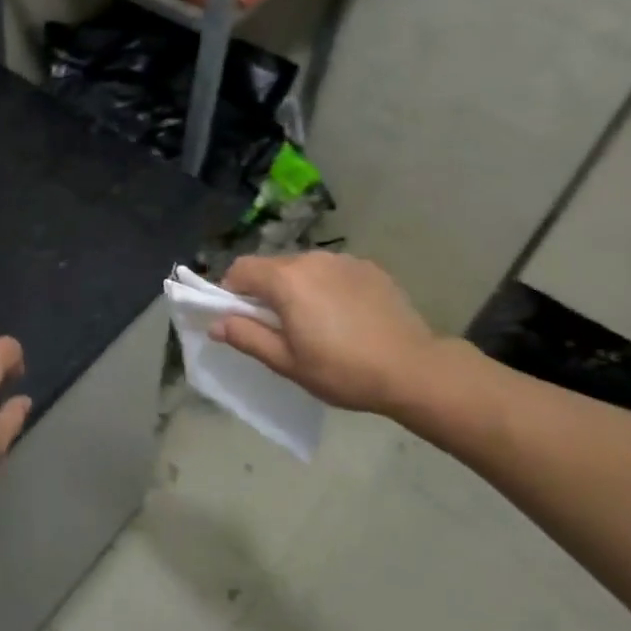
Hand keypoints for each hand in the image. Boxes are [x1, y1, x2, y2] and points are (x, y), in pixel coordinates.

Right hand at [212, 252, 454, 419]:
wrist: (413, 369)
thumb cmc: (342, 370)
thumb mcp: (287, 362)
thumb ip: (247, 337)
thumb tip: (216, 323)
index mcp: (286, 280)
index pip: (240, 269)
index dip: (231, 291)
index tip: (242, 318)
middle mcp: (311, 259)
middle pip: (271, 266)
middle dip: (265, 291)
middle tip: (279, 327)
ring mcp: (342, 260)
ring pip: (303, 267)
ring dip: (297, 287)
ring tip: (316, 322)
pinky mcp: (368, 267)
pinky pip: (332, 271)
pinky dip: (326, 287)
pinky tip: (345, 316)